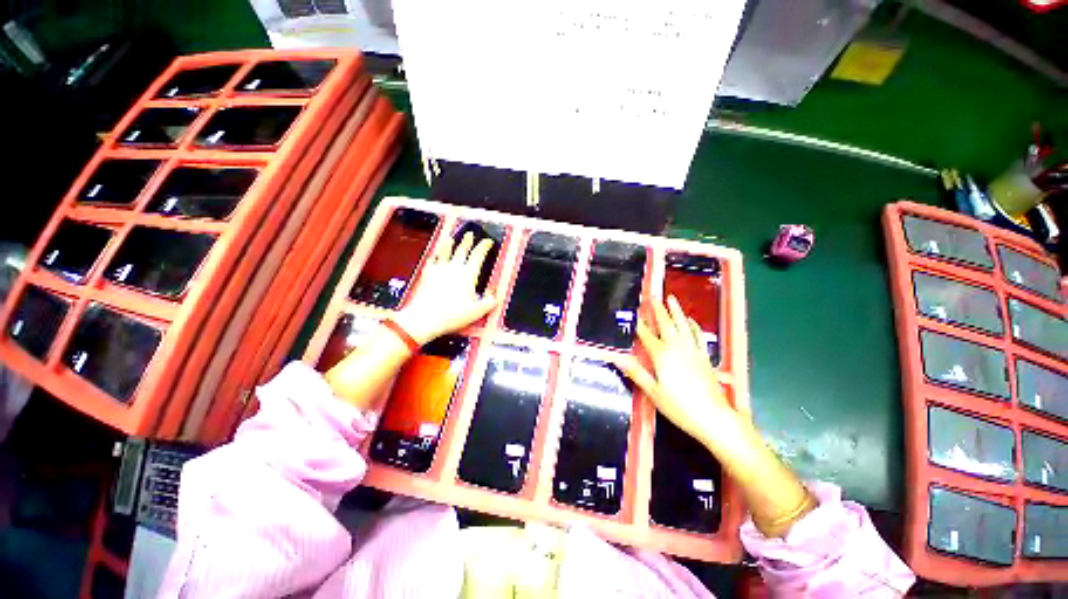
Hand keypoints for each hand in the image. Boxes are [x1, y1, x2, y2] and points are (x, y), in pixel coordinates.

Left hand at [394, 232, 499, 343]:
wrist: (424, 318)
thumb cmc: (452, 315)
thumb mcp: (477, 311)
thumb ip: (489, 302)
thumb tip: (496, 296)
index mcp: (468, 274)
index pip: (478, 255)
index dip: (484, 246)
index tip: (488, 242)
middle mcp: (454, 268)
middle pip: (462, 249)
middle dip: (467, 241)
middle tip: (470, 234)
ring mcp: (439, 269)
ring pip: (445, 251)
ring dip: (449, 244)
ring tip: (451, 238)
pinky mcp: (426, 274)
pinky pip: (432, 260)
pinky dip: (435, 255)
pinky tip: (434, 255)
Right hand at [615, 295, 740, 448]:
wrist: (714, 418)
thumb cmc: (679, 406)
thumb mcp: (653, 392)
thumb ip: (635, 372)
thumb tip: (617, 357)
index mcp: (662, 355)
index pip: (645, 335)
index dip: (637, 323)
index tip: (631, 312)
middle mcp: (677, 347)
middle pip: (665, 324)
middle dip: (657, 309)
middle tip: (651, 296)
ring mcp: (692, 350)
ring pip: (683, 325)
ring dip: (676, 311)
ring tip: (671, 298)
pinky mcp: (703, 356)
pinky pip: (697, 335)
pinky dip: (693, 325)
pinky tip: (690, 320)